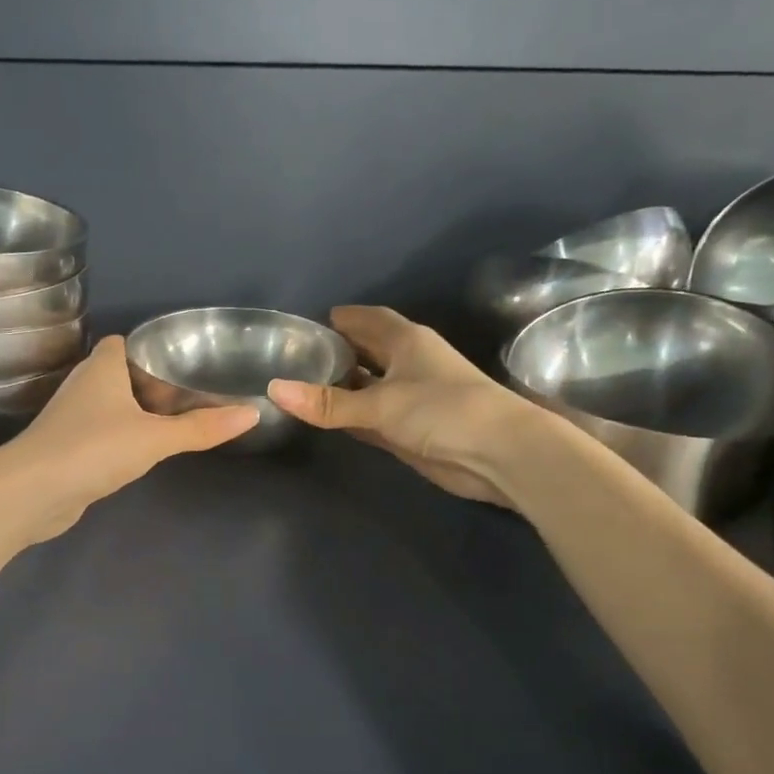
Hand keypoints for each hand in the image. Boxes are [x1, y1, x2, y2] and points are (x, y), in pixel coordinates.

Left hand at [0, 334, 258, 539]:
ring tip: (178, 421)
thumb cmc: (94, 448)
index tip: (185, 361)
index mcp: (101, 367)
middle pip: (121, 375)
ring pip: (112, 406)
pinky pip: (103, 434)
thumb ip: (202, 428)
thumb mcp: (156, 438)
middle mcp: (84, 386)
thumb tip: (253, 413)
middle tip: (193, 394)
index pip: (124, 343)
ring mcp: (72, 419)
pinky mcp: (68, 449)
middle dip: (152, 383)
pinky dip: (123, 438)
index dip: (151, 348)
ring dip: (138, 413)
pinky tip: (145, 451)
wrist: (33, 493)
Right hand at [268, 306, 538, 505]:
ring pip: (368, 386)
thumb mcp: (380, 404)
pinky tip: (326, 417)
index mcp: (406, 341)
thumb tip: (274, 389)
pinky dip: (351, 415)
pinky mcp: (410, 430)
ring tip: (302, 384)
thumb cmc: (443, 411)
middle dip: (339, 351)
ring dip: (343, 386)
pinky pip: (371, 416)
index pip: (369, 320)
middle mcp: (408, 364)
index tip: (310, 322)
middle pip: (368, 351)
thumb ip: (328, 402)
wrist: (498, 455)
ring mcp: (410, 398)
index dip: (343, 318)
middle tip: (297, 356)